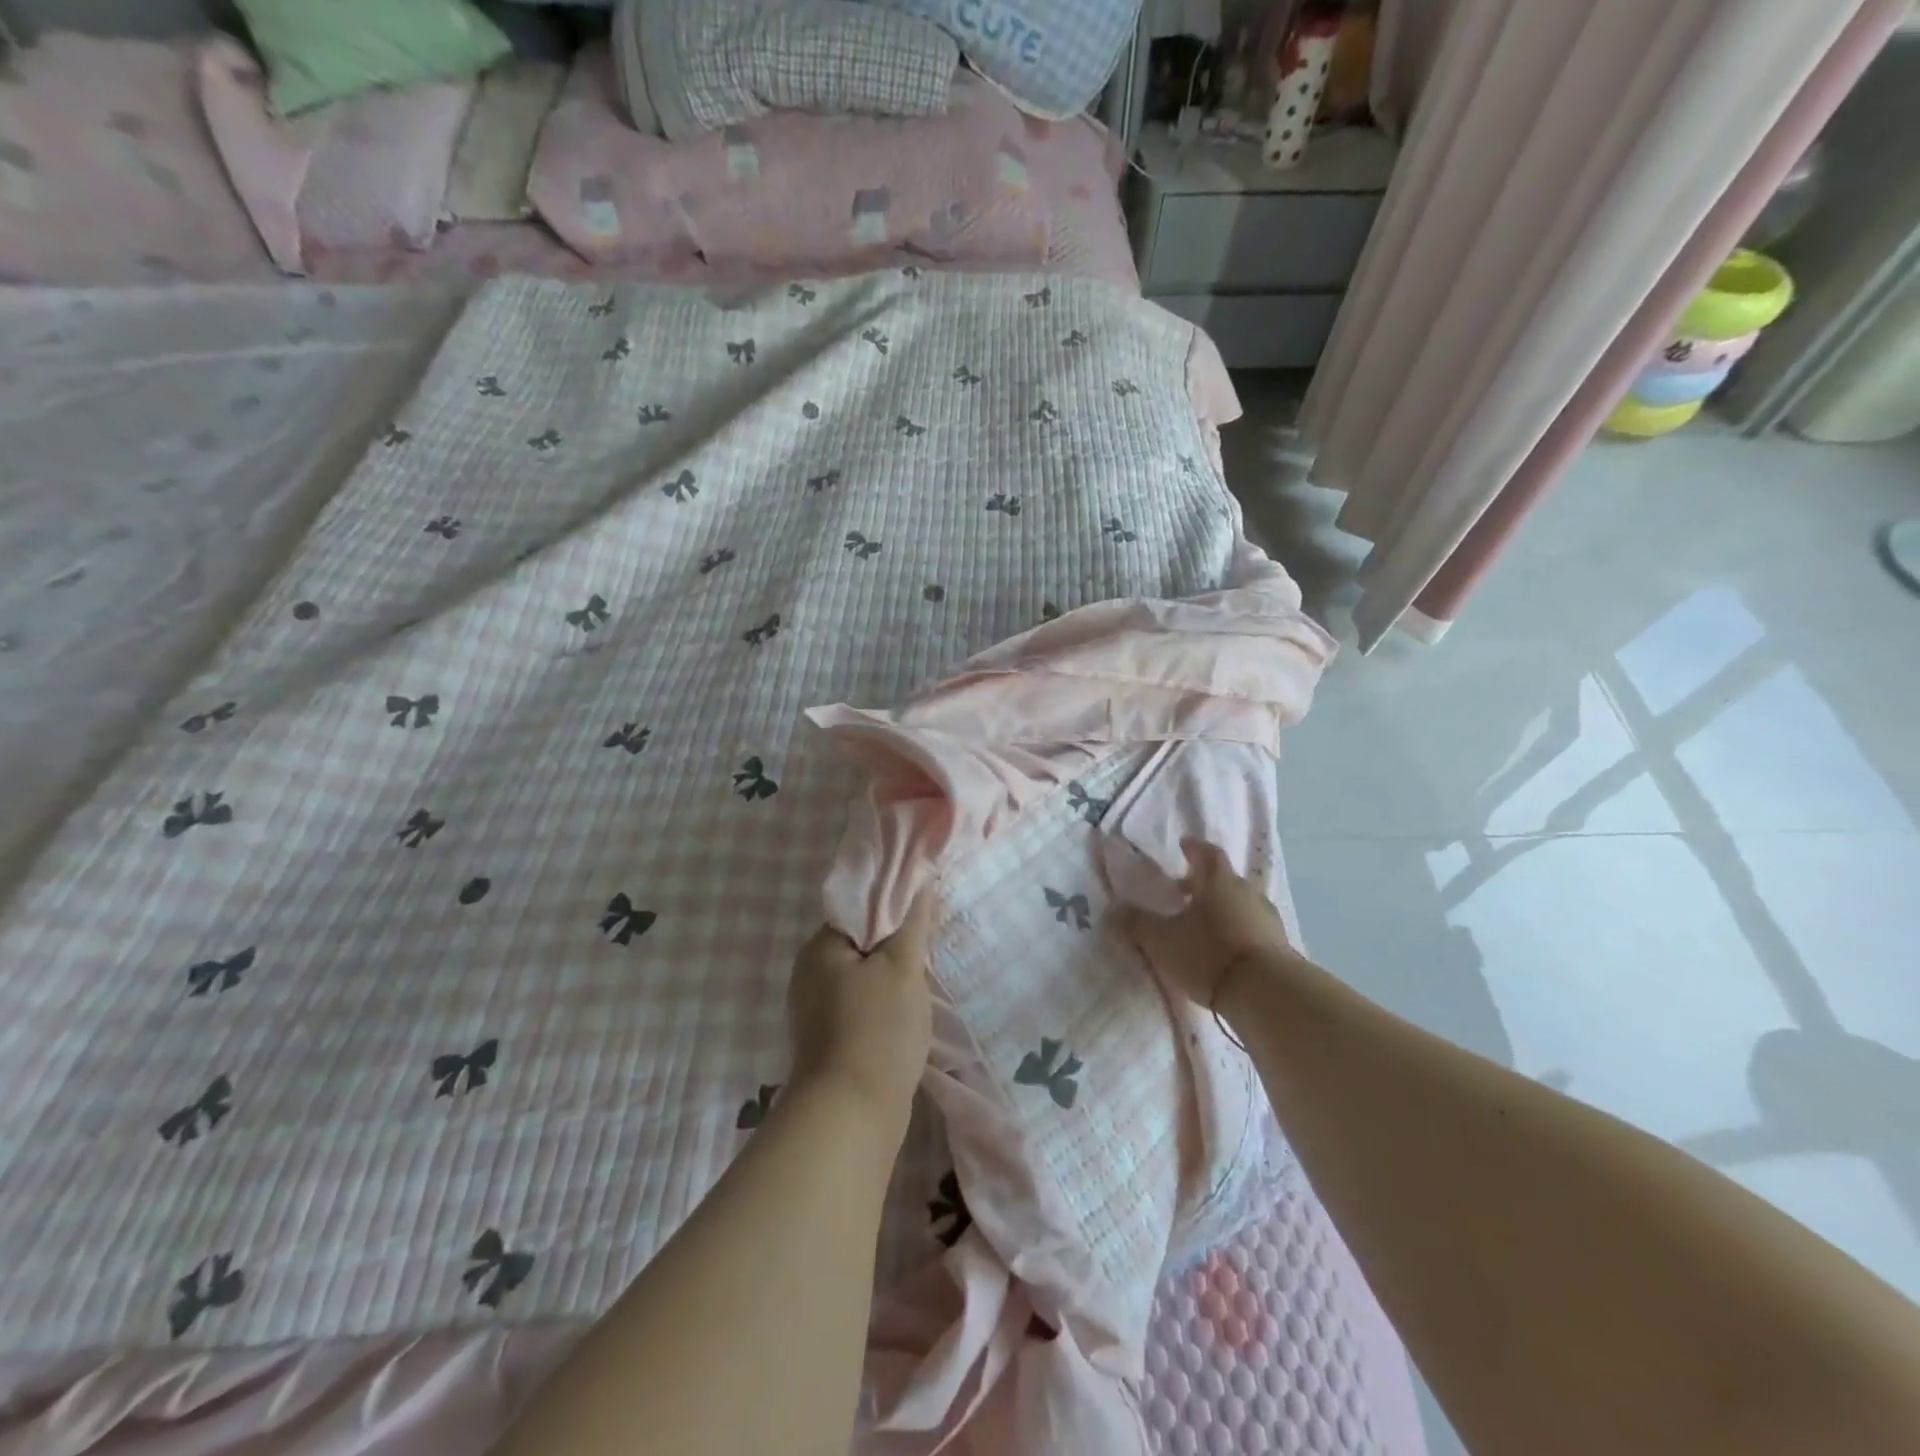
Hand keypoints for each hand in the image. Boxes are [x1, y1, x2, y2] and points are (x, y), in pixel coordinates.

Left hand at [787, 896, 934, 1135]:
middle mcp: (809, 974)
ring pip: (862, 978)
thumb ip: (912, 924)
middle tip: (929, 951)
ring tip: (923, 983)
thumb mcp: (903, 967)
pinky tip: (905, 1015)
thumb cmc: (878, 1029)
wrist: (852, 1113)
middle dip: (894, 947)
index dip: (893, 909)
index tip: (924, 916)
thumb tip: (920, 885)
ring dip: (891, 978)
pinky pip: (859, 1006)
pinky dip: (882, 1005)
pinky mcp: (827, 1040)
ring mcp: (814, 1010)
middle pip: (860, 945)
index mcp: (820, 948)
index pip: (859, 911)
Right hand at [1122, 840, 1297, 1010]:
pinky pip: (1253, 931)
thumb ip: (1137, 923)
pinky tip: (1224, 951)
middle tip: (1183, 893)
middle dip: (1204, 884)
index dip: (1194, 849)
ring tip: (1202, 927)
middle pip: (1225, 880)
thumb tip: (1113, 909)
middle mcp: (1247, 892)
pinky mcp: (1280, 948)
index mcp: (1219, 881)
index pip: (1208, 853)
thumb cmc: (1209, 953)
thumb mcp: (1162, 940)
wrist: (1267, 994)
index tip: (1184, 847)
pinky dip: (1237, 933)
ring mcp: (1268, 920)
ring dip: (1222, 910)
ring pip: (1240, 905)